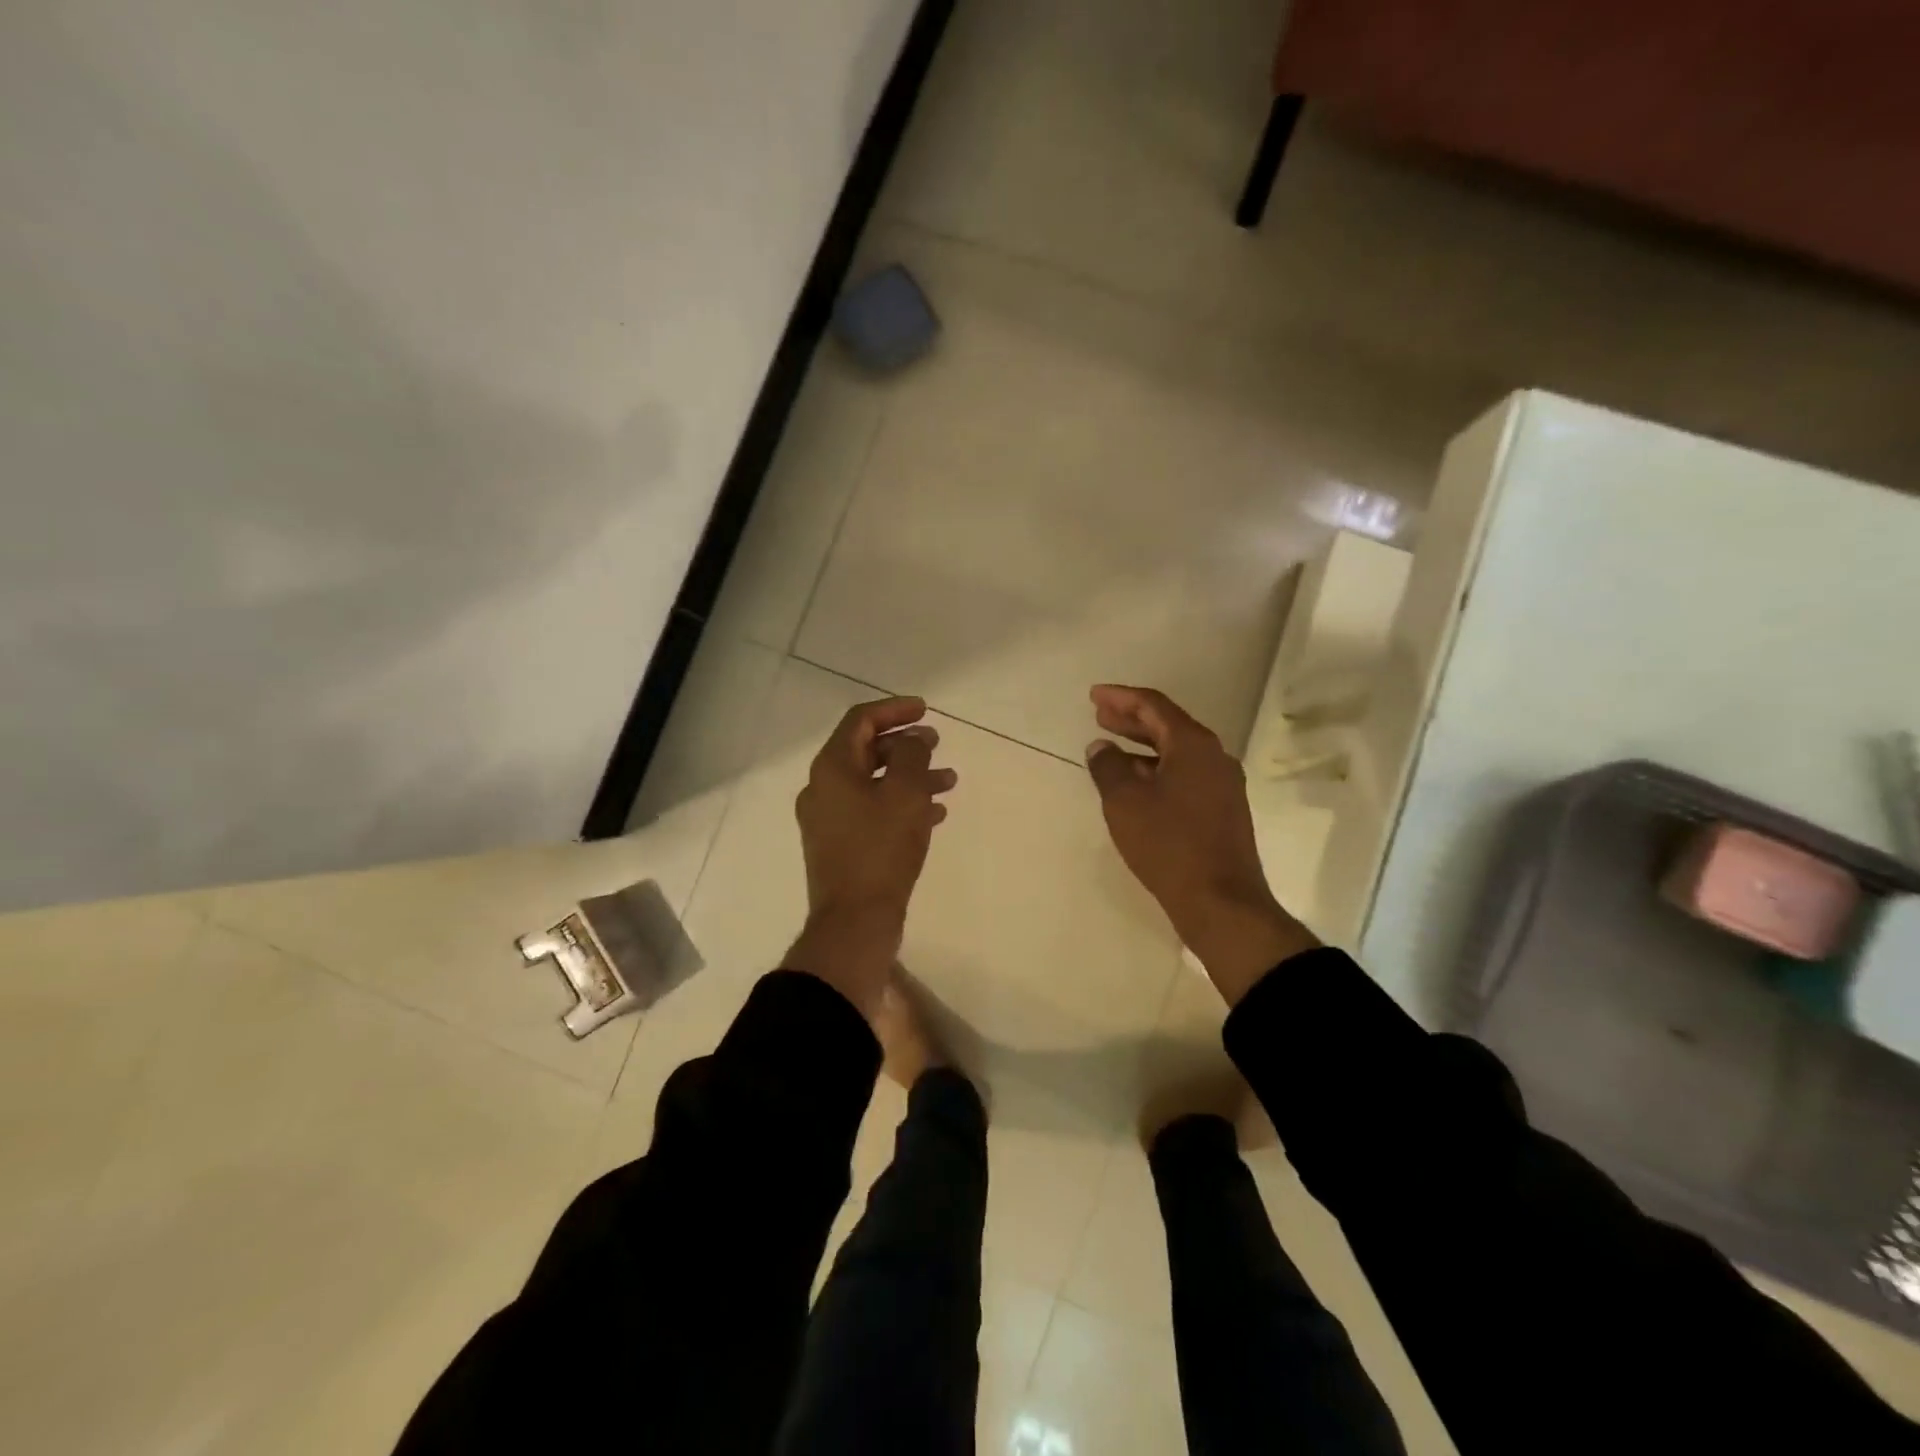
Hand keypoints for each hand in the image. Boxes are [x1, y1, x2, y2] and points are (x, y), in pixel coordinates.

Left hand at [785, 696, 956, 1013]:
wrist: (855, 921)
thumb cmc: (881, 850)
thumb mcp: (905, 793)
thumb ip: (911, 755)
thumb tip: (911, 740)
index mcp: (831, 768)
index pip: (860, 720)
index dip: (895, 709)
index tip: (927, 710)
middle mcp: (823, 789)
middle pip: (866, 751)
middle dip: (905, 744)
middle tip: (938, 743)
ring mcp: (828, 819)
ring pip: (873, 783)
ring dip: (910, 777)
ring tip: (949, 781)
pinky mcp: (840, 846)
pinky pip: (872, 811)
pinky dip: (901, 804)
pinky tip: (934, 814)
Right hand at [1085, 684, 1317, 1004]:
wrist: (1221, 902)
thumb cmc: (1169, 844)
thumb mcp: (1125, 801)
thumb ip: (1108, 767)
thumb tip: (1101, 747)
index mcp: (1194, 745)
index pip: (1154, 706)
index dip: (1121, 697)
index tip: (1094, 695)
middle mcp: (1214, 758)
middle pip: (1168, 726)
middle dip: (1132, 719)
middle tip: (1100, 716)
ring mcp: (1222, 786)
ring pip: (1176, 753)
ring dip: (1142, 747)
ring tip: (1112, 749)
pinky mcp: (1222, 812)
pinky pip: (1184, 776)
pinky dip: (1156, 771)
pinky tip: (1136, 786)